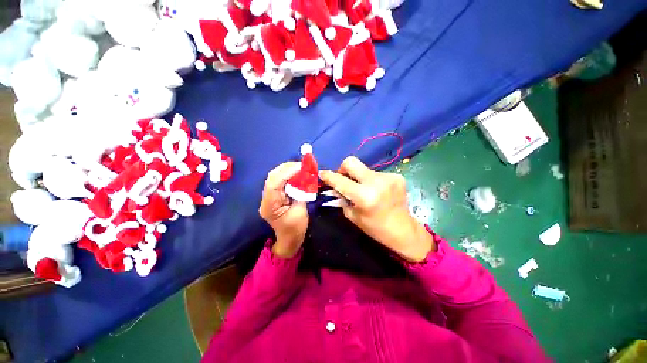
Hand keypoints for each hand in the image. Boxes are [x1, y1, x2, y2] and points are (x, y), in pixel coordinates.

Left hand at [259, 162, 308, 257]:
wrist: (289, 240)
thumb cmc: (295, 229)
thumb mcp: (301, 212)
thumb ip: (301, 194)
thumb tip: (304, 178)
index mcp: (270, 206)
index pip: (273, 184)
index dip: (286, 172)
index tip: (300, 166)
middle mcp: (266, 199)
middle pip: (272, 178)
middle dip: (287, 168)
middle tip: (301, 165)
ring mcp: (269, 197)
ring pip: (275, 177)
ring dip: (287, 170)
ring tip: (300, 167)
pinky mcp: (275, 196)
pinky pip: (280, 181)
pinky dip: (288, 175)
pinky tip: (297, 173)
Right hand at [319, 157, 433, 262]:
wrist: (404, 230)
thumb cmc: (375, 228)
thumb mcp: (353, 216)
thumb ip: (342, 199)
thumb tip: (335, 187)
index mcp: (364, 196)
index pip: (340, 181)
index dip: (329, 176)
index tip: (322, 173)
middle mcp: (376, 182)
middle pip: (351, 162)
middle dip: (342, 168)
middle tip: (343, 178)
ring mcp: (388, 177)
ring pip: (364, 169)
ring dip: (359, 177)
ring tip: (364, 189)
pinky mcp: (396, 176)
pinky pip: (375, 173)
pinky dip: (371, 180)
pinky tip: (377, 191)